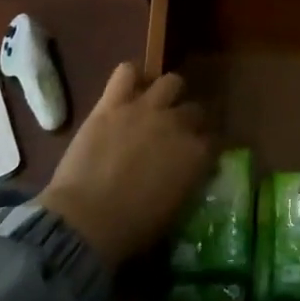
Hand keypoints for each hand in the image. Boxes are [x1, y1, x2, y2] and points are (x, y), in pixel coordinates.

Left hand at [37, 63, 214, 268]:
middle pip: (194, 109)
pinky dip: (130, 76)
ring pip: (170, 81)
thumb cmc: (132, 229)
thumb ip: (186, 182)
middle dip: (188, 121)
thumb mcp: (174, 211)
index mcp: (196, 154)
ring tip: (156, 105)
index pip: (214, 140)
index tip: (198, 157)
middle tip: (174, 134)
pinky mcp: (112, 103)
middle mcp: (177, 124)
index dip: (205, 147)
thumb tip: (187, 173)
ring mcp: (145, 108)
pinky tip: (128, 88)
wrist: (86, 220)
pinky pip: (126, 72)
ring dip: (167, 93)